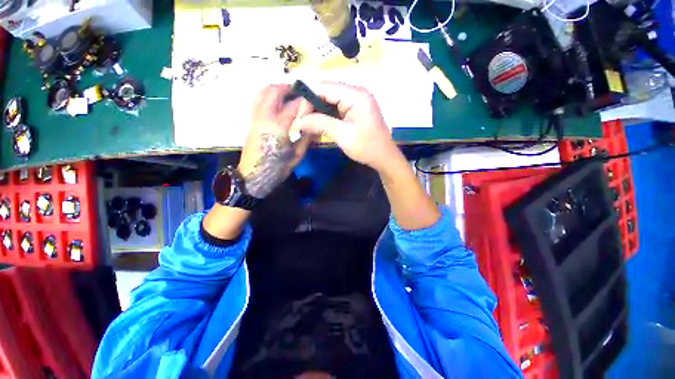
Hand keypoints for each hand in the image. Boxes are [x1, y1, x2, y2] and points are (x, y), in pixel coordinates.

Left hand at [238, 84, 311, 198]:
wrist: (253, 176)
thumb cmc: (277, 168)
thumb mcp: (297, 156)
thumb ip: (306, 138)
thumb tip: (314, 123)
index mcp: (278, 127)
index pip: (294, 105)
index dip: (305, 100)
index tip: (314, 99)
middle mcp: (264, 117)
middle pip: (274, 91)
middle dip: (288, 87)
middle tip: (300, 92)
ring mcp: (255, 118)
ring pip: (262, 92)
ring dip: (276, 89)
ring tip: (288, 94)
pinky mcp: (251, 121)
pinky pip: (258, 100)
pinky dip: (268, 95)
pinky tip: (276, 103)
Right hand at [291, 82, 401, 172]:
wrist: (384, 157)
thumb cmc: (366, 147)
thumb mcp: (342, 135)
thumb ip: (320, 124)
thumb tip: (298, 122)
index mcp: (356, 95)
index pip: (324, 88)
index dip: (309, 100)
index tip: (300, 119)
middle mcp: (356, 92)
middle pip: (326, 91)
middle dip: (312, 106)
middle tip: (303, 124)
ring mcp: (356, 100)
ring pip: (330, 100)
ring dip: (318, 111)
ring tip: (309, 125)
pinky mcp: (355, 109)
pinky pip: (336, 107)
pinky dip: (327, 115)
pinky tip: (320, 124)